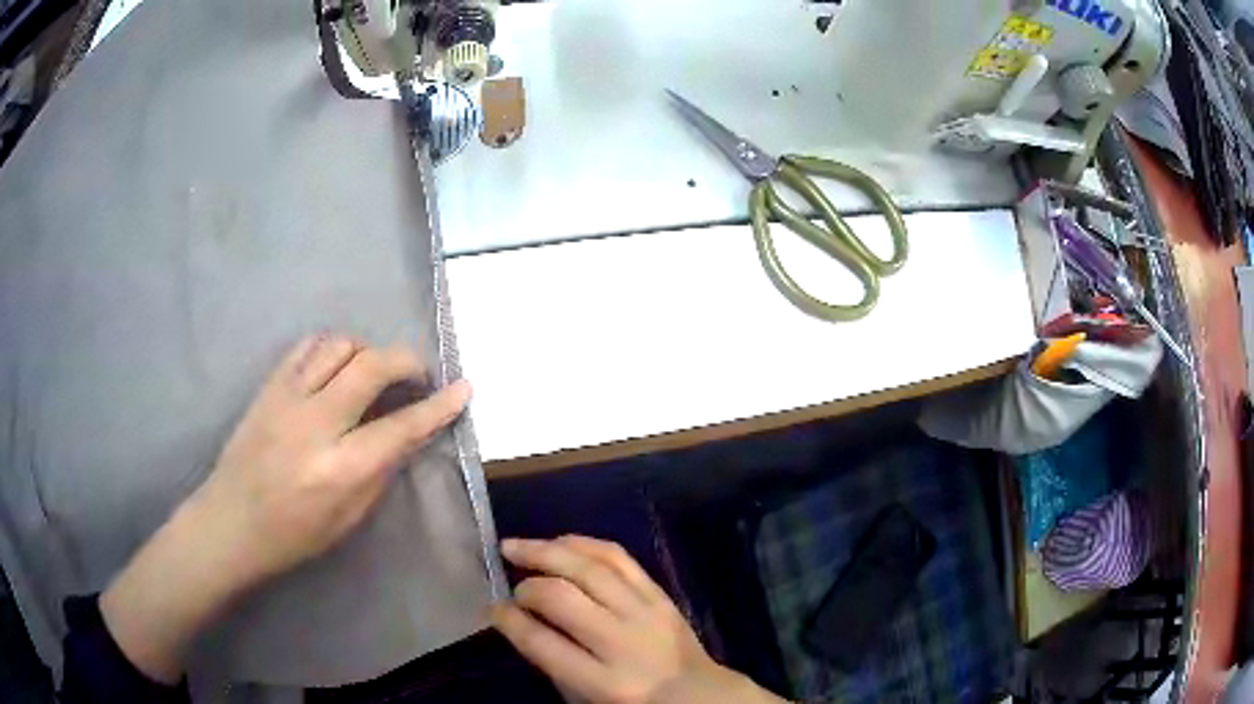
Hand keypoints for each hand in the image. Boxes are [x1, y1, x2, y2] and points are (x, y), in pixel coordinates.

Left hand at [187, 333, 470, 581]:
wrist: (231, 522)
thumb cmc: (293, 535)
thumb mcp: (348, 519)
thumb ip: (379, 471)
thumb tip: (406, 434)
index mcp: (339, 470)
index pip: (401, 427)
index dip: (437, 406)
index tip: (463, 388)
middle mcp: (314, 424)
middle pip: (370, 366)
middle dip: (406, 361)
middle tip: (418, 374)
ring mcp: (287, 398)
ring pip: (339, 345)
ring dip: (367, 351)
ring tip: (372, 372)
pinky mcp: (269, 386)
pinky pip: (307, 347)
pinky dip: (332, 348)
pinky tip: (337, 366)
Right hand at [492, 536, 784, 703]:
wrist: (696, 693)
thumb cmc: (632, 701)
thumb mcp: (586, 697)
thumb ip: (553, 661)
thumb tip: (520, 618)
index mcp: (601, 682)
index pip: (542, 643)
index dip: (509, 620)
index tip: (492, 609)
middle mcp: (622, 642)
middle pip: (562, 598)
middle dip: (527, 586)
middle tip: (509, 582)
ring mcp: (645, 613)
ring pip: (589, 569)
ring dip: (546, 552)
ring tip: (516, 546)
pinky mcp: (660, 594)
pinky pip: (619, 558)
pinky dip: (584, 543)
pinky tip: (560, 541)